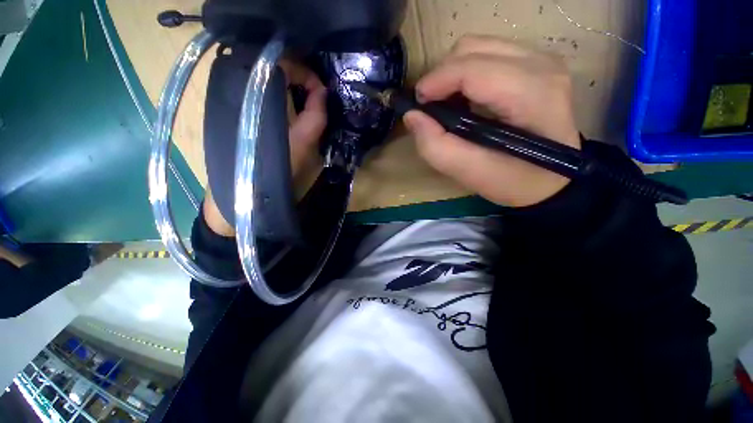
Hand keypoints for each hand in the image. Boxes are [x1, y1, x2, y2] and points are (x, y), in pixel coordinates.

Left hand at [203, 60, 326, 235]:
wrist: (243, 192)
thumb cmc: (276, 167)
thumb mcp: (304, 141)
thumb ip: (317, 114)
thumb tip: (324, 92)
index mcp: (258, 89)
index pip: (285, 61)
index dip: (308, 74)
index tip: (322, 94)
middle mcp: (241, 84)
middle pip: (275, 67)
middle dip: (300, 80)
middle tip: (316, 98)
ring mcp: (233, 96)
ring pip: (267, 80)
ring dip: (290, 89)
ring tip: (304, 105)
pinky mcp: (233, 109)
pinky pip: (259, 92)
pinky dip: (277, 97)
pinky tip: (286, 113)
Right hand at [404, 35, 580, 206]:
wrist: (550, 181)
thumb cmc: (512, 181)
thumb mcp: (468, 172)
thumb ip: (435, 146)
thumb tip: (412, 116)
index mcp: (531, 94)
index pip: (473, 69)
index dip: (437, 81)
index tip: (417, 104)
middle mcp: (541, 65)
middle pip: (472, 48)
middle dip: (442, 76)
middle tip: (433, 108)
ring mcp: (542, 59)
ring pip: (479, 46)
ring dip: (453, 74)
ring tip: (449, 104)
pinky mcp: (537, 63)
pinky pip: (489, 53)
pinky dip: (468, 73)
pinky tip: (468, 99)